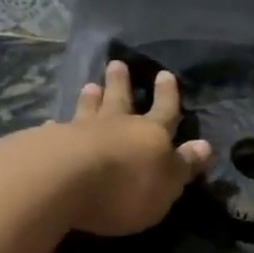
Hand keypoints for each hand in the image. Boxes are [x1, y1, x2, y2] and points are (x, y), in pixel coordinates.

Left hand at [64, 60, 211, 236]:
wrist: (64, 182)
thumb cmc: (125, 188)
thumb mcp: (167, 184)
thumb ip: (183, 165)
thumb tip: (205, 145)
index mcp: (151, 134)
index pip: (164, 110)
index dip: (167, 94)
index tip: (165, 74)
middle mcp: (116, 125)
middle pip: (120, 99)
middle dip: (121, 83)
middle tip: (117, 64)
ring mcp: (80, 131)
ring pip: (88, 108)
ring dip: (91, 97)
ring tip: (90, 84)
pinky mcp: (48, 143)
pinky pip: (55, 130)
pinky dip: (55, 126)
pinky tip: (50, 123)